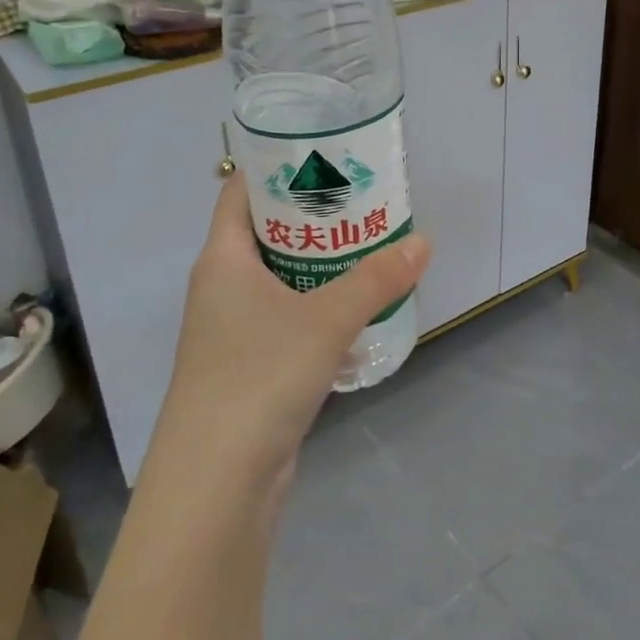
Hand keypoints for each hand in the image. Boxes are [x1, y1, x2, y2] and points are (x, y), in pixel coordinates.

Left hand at [149, 176, 430, 496]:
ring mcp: (234, 332)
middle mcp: (222, 288)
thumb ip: (377, 279)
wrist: (216, 484)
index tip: (325, 155)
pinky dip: (321, 313)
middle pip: (267, 234)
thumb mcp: (327, 319)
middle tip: (364, 200)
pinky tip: (360, 317)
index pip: (241, 192)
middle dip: (314, 218)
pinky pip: (289, 323)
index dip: (277, 167)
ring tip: (371, 249)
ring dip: (321, 267)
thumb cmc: (259, 377)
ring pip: (281, 281)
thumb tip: (422, 243)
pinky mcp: (251, 369)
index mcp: (223, 259)